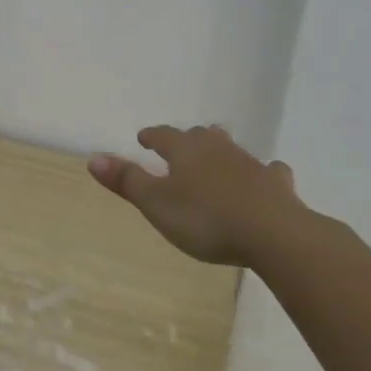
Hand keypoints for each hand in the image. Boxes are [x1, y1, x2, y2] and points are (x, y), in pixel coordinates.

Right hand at [88, 124, 312, 266]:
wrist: (274, 234)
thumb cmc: (206, 219)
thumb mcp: (156, 204)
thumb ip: (126, 181)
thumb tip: (93, 157)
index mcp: (185, 152)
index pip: (163, 136)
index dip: (151, 136)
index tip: (143, 138)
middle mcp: (217, 150)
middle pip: (200, 136)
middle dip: (187, 139)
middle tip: (179, 146)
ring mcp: (250, 165)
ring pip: (231, 149)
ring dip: (220, 151)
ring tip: (214, 157)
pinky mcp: (277, 186)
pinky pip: (269, 172)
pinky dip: (263, 173)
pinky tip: (265, 177)